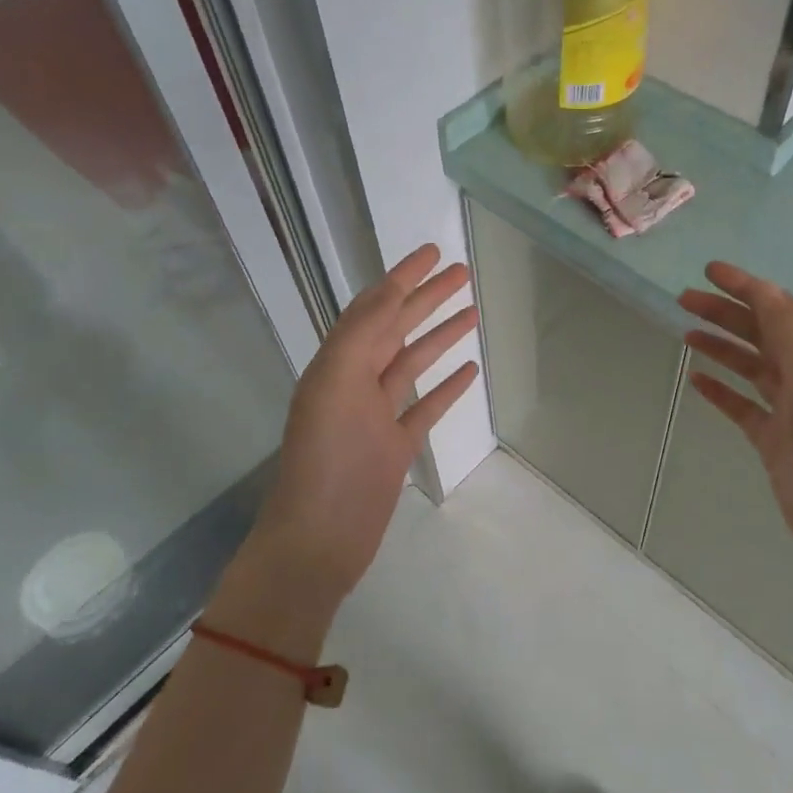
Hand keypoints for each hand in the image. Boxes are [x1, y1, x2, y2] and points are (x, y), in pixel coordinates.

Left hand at [213, 245, 479, 629]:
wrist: (319, 540)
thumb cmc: (325, 460)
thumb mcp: (335, 385)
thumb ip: (361, 334)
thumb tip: (391, 290)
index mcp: (336, 364)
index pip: (373, 308)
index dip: (401, 277)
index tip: (432, 252)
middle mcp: (354, 383)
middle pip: (396, 330)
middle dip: (427, 299)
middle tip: (462, 273)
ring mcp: (377, 416)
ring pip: (413, 364)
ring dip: (441, 336)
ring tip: (473, 312)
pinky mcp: (395, 448)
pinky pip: (425, 407)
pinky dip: (447, 387)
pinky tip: (470, 371)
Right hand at [679, 262, 792, 590]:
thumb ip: (787, 335)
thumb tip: (762, 291)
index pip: (781, 309)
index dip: (747, 287)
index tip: (709, 271)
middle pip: (761, 333)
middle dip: (725, 313)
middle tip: (683, 299)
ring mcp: (789, 410)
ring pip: (749, 366)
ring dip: (720, 346)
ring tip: (686, 331)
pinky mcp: (773, 440)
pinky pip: (741, 405)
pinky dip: (720, 390)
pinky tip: (696, 380)